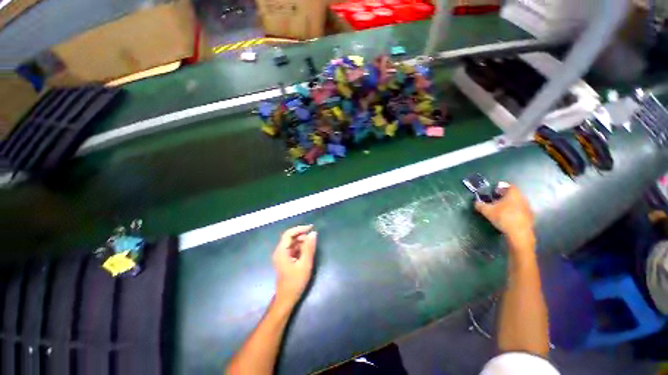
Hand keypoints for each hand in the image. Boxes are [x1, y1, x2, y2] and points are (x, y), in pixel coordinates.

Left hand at [272, 225, 317, 306]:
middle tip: (313, 239)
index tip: (311, 227)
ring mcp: (282, 256)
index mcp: (282, 251)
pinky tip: (307, 253)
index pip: (289, 234)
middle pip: (290, 238)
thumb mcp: (305, 264)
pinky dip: (300, 248)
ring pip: (292, 243)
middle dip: (302, 236)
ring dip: (302, 242)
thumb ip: (309, 247)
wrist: (287, 298)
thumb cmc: (295, 282)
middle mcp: (280, 251)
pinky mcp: (285, 260)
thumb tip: (313, 233)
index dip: (300, 228)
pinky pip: (293, 249)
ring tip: (311, 247)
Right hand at [475, 183, 535, 252]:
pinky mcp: (530, 217)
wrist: (519, 233)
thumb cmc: (503, 217)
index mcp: (513, 194)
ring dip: (509, 204)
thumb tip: (476, 202)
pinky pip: (520, 211)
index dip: (501, 188)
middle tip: (495, 201)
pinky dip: (514, 212)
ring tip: (500, 210)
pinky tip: (507, 218)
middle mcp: (522, 198)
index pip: (509, 186)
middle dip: (504, 196)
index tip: (494, 192)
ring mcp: (527, 208)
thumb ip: (480, 205)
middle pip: (513, 194)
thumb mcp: (486, 211)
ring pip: (517, 202)